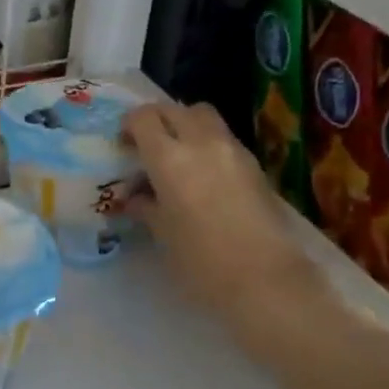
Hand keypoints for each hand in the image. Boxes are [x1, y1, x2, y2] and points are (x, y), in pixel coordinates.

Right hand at [122, 101, 323, 320]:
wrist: (265, 279)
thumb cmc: (201, 261)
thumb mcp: (162, 234)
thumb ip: (146, 207)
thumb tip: (135, 197)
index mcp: (169, 158)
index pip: (143, 118)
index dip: (129, 125)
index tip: (123, 145)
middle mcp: (201, 143)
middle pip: (174, 109)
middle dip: (156, 120)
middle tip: (146, 147)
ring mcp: (233, 150)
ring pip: (203, 116)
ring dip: (184, 126)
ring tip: (176, 157)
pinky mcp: (254, 164)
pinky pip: (223, 137)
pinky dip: (206, 143)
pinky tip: (202, 175)